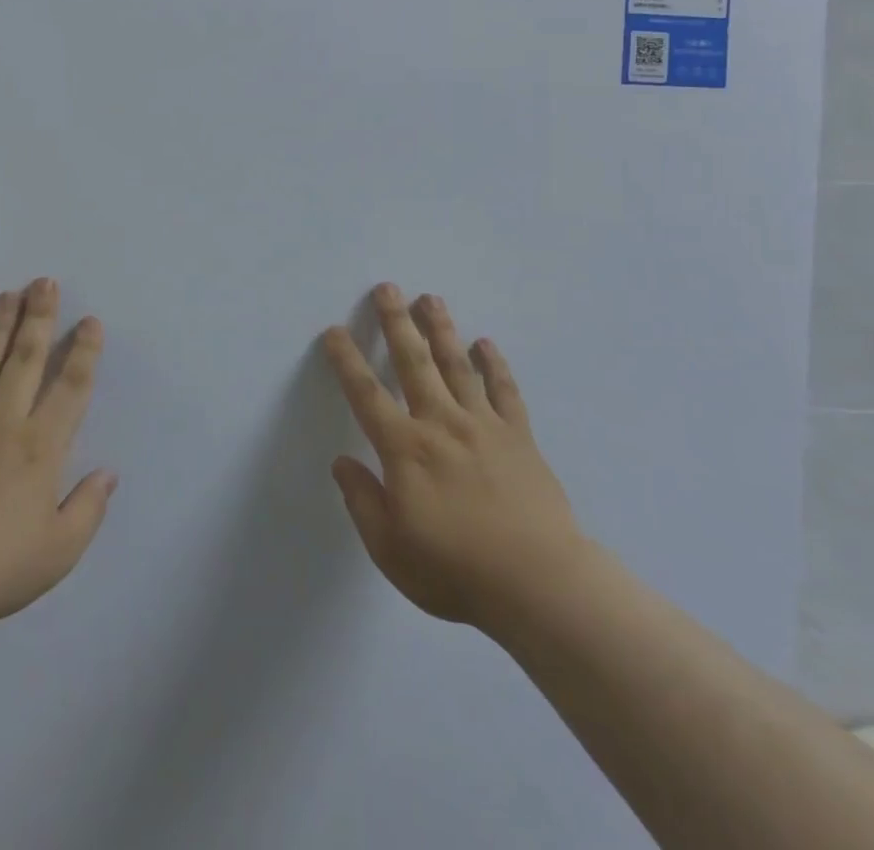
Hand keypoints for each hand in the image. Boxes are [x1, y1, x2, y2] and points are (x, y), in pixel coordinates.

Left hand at [0, 278, 116, 641]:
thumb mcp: (56, 554)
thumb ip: (88, 510)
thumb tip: (109, 473)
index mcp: (40, 448)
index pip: (70, 387)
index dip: (83, 351)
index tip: (90, 322)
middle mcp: (2, 422)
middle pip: (25, 358)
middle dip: (39, 317)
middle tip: (46, 282)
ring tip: (8, 293)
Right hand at [324, 284, 584, 633]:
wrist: (539, 585)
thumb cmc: (456, 571)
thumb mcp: (391, 549)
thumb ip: (363, 501)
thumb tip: (342, 462)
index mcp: (405, 449)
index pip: (366, 394)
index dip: (347, 361)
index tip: (334, 332)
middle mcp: (441, 423)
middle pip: (413, 362)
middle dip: (396, 322)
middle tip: (386, 288)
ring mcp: (483, 425)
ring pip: (456, 365)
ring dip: (441, 329)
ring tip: (430, 298)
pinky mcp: (519, 436)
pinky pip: (504, 390)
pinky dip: (494, 364)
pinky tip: (486, 344)